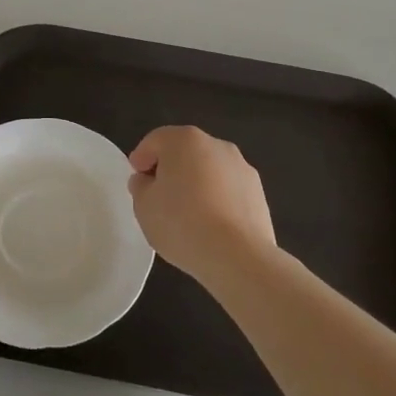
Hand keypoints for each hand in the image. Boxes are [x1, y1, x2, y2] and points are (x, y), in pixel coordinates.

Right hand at [128, 126, 276, 289]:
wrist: (238, 256)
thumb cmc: (182, 223)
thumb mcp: (144, 206)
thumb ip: (141, 187)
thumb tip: (147, 180)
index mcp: (184, 140)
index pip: (155, 141)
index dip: (141, 159)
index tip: (136, 182)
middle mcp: (216, 144)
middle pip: (184, 152)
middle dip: (170, 170)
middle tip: (158, 198)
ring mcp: (241, 167)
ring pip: (209, 170)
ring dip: (196, 184)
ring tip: (187, 216)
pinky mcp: (258, 192)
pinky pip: (228, 190)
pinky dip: (217, 200)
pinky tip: (211, 226)